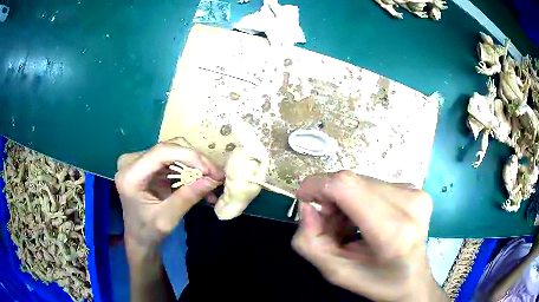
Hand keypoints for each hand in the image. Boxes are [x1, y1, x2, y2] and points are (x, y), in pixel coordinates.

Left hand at [115, 138, 223, 247]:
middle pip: (168, 149)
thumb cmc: (148, 232)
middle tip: (216, 176)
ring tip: (211, 180)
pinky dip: (187, 170)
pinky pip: (171, 160)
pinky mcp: (146, 164)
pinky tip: (199, 181)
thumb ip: (188, 197)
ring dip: (194, 165)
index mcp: (130, 174)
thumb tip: (214, 179)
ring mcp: (138, 161)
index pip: (161, 152)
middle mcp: (131, 161)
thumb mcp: (168, 219)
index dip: (189, 156)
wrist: (137, 238)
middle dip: (195, 161)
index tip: (211, 171)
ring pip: (173, 152)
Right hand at [292, 171, 445, 301]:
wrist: (414, 279)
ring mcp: (415, 193)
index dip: (318, 185)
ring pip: (361, 182)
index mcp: (392, 233)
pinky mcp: (415, 189)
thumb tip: (307, 207)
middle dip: (330, 199)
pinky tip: (366, 220)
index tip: (304, 200)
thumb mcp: (336, 272)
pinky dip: (360, 199)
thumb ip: (310, 242)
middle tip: (331, 226)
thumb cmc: (377, 282)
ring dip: (345, 201)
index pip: (348, 187)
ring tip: (350, 227)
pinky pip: (374, 184)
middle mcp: (409, 204)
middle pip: (352, 182)